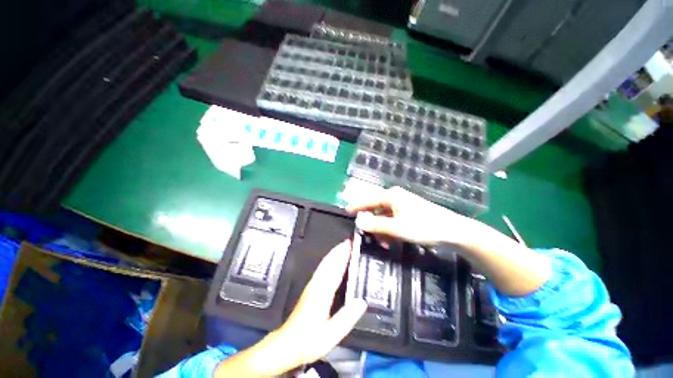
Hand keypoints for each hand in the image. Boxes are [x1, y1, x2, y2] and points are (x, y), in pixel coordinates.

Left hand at [215, 241, 366, 376]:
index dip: (344, 255)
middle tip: (349, 241)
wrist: (286, 344)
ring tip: (343, 246)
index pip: (336, 268)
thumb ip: (347, 317)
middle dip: (339, 249)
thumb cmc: (308, 340)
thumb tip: (361, 302)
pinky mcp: (309, 288)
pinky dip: (329, 260)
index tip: (351, 245)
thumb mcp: (331, 334)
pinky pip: (321, 268)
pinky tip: (332, 261)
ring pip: (324, 263)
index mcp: (322, 292)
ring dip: (334, 252)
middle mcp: (316, 284)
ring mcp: (311, 285)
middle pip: (328, 261)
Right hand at [347, 186, 478, 246]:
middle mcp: (395, 197)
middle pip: (376, 208)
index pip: (368, 200)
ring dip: (381, 228)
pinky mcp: (408, 211)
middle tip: (369, 237)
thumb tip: (358, 221)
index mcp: (391, 196)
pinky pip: (392, 218)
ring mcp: (402, 204)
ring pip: (384, 215)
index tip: (347, 212)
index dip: (357, 206)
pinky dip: (389, 228)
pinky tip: (391, 239)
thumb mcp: (397, 228)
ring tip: (383, 243)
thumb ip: (376, 225)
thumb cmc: (424, 227)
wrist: (454, 231)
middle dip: (371, 223)